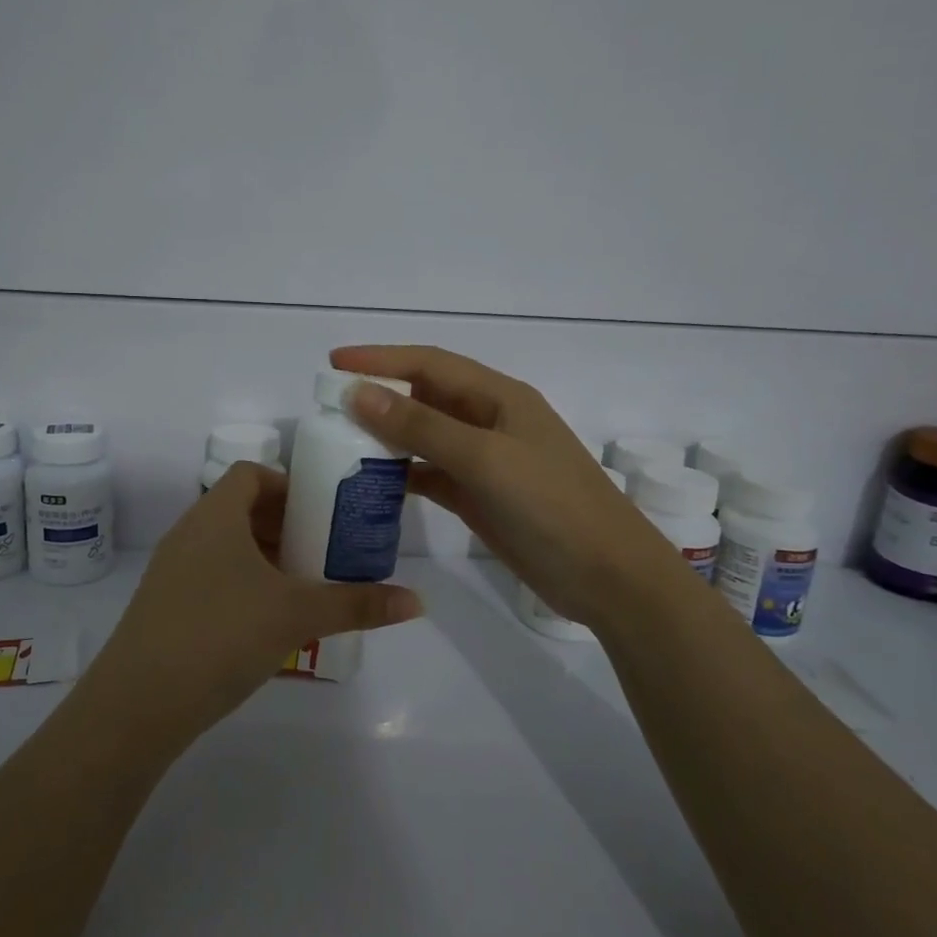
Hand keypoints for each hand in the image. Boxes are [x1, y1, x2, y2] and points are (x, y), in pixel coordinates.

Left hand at [80, 463, 422, 753]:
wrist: (137, 704)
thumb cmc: (221, 634)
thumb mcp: (297, 615)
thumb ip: (356, 604)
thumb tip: (416, 601)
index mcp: (216, 516)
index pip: (251, 474)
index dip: (287, 484)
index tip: (321, 511)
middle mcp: (189, 533)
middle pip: (240, 509)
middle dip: (284, 525)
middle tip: (322, 550)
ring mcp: (170, 571)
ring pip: (224, 547)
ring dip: (263, 557)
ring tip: (300, 586)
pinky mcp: (163, 607)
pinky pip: (209, 577)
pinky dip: (240, 584)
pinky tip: (265, 622)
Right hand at [331, 344, 674, 627]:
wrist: (608, 577)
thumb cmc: (551, 506)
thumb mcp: (485, 459)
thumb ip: (422, 427)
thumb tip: (359, 393)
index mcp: (499, 397)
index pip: (430, 364)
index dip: (381, 359)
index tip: (333, 361)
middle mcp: (489, 421)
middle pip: (425, 397)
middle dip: (379, 396)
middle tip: (328, 406)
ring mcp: (485, 461)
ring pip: (425, 437)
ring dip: (387, 436)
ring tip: (340, 442)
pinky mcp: (480, 497)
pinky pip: (431, 474)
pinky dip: (402, 474)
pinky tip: (372, 483)